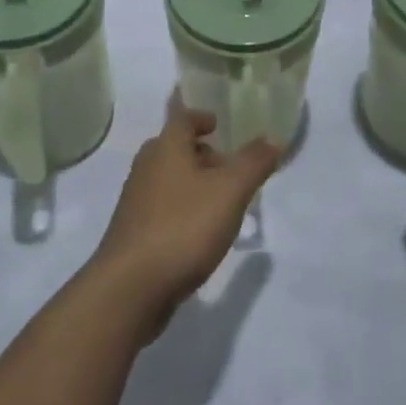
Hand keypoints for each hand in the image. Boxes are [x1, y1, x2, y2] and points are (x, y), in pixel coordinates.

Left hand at [89, 98, 280, 337]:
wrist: (131, 287)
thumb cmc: (183, 227)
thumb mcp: (230, 191)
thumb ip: (253, 163)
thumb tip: (274, 137)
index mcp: (166, 148)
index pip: (182, 118)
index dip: (201, 117)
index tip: (217, 124)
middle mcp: (146, 167)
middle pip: (174, 148)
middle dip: (201, 153)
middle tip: (228, 167)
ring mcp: (136, 201)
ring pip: (168, 179)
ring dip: (192, 183)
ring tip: (221, 201)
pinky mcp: (134, 232)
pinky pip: (162, 208)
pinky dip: (182, 209)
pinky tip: (199, 233)